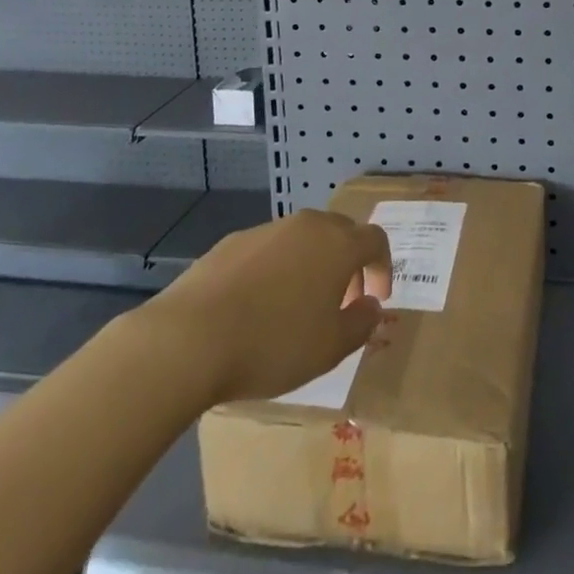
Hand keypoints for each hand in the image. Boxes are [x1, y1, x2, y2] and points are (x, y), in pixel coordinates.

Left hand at [152, 209, 391, 405]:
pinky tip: (258, 306)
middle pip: (340, 232)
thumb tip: (371, 305)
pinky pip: (269, 249)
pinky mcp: (233, 241)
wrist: (190, 337)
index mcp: (338, 245)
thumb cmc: (273, 344)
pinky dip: (276, 269)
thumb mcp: (329, 348)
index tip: (376, 298)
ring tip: (298, 307)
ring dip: (311, 265)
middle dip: (348, 263)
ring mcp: (268, 229)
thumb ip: (361, 324)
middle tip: (341, 302)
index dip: (382, 267)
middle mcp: (307, 225)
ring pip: (303, 238)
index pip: (375, 240)